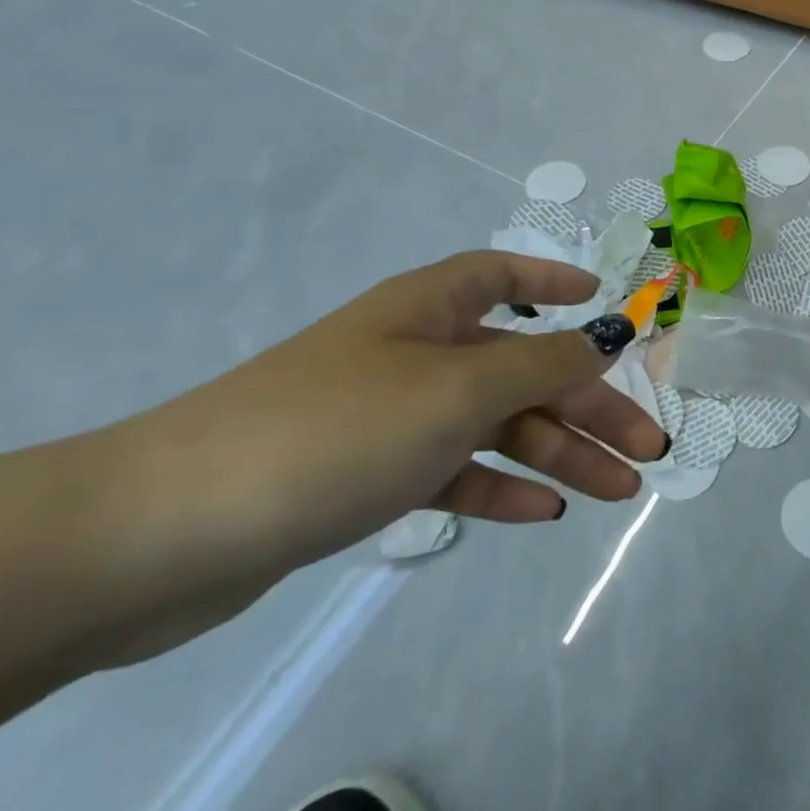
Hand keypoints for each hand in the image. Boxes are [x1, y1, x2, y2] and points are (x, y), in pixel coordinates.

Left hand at [92, 251, 667, 658]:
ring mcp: (394, 417)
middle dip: (589, 405)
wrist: (162, 535)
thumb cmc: (336, 428)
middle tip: (648, 446)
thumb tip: (610, 334)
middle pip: (523, 367)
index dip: (555, 284)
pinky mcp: (371, 476)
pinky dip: (500, 488)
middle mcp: (417, 353)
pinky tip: (544, 512)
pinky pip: (456, 471)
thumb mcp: (458, 388)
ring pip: (497, 425)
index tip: (604, 305)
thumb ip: (544, 363)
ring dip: (560, 455)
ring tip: (617, 490)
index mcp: (430, 310)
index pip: (503, 275)